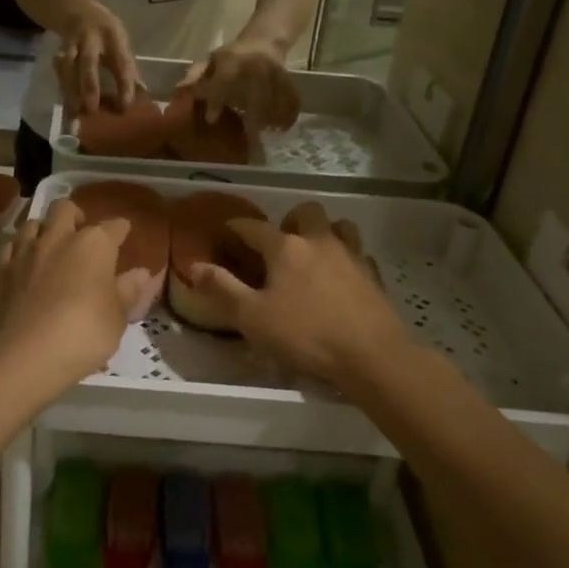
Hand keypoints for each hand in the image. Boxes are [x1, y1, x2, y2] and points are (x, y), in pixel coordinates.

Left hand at [0, 200, 155, 393]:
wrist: (24, 355)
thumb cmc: (83, 334)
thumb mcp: (117, 318)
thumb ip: (128, 291)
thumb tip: (142, 273)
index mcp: (94, 244)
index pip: (114, 226)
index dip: (121, 230)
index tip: (124, 235)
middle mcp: (58, 237)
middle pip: (66, 208)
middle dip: (76, 216)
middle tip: (82, 234)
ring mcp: (26, 252)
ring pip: (34, 223)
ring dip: (45, 229)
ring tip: (52, 247)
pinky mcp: (1, 271)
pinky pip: (11, 247)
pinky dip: (20, 250)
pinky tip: (26, 264)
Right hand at [55, 8, 139, 115]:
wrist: (79, 12)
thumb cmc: (107, 34)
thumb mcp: (121, 42)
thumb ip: (129, 67)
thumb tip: (142, 92)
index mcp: (113, 36)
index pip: (120, 61)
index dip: (123, 83)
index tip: (125, 105)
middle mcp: (90, 38)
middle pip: (88, 61)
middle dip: (89, 85)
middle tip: (91, 108)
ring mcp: (71, 44)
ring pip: (68, 67)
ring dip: (70, 90)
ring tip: (75, 113)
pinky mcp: (59, 52)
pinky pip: (59, 72)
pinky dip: (62, 89)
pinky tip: (66, 106)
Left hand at [178, 36, 300, 130]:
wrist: (264, 40)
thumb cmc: (232, 55)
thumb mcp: (211, 60)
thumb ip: (196, 75)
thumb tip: (180, 89)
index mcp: (233, 60)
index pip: (223, 81)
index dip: (215, 101)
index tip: (211, 120)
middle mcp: (256, 66)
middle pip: (256, 95)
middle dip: (252, 118)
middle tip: (248, 140)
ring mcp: (275, 73)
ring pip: (275, 100)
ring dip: (270, 121)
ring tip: (264, 136)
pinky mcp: (288, 79)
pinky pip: (290, 99)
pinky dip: (287, 115)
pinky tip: (282, 129)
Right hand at [184, 205, 410, 389]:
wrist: (372, 355)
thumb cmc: (306, 334)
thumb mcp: (252, 317)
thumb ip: (222, 289)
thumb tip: (195, 266)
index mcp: (286, 248)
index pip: (254, 227)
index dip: (237, 226)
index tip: (227, 229)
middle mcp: (319, 241)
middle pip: (305, 212)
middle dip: (289, 220)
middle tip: (279, 244)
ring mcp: (351, 255)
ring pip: (339, 226)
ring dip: (323, 231)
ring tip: (313, 253)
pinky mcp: (373, 275)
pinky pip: (359, 253)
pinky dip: (347, 257)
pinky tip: (341, 276)